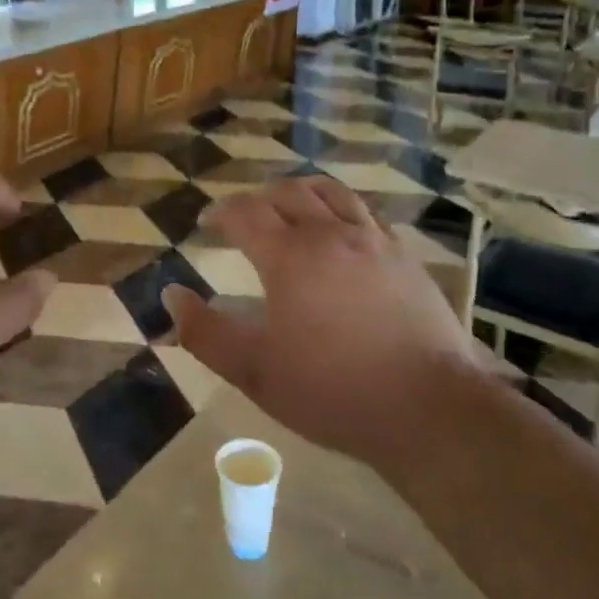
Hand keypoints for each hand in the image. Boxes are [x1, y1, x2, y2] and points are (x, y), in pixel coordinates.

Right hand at [162, 176, 495, 467]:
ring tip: (291, 204)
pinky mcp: (405, 256)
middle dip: (259, 197)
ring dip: (302, 191)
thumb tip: (171, 294)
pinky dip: (343, 211)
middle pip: (288, 192)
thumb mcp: (254, 371)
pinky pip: (367, 215)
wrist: (426, 406)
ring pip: (332, 193)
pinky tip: (343, 232)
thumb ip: (205, 332)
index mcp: (289, 256)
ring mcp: (373, 240)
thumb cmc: (331, 390)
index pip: (245, 213)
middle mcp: (330, 234)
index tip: (207, 222)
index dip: (221, 212)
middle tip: (245, 214)